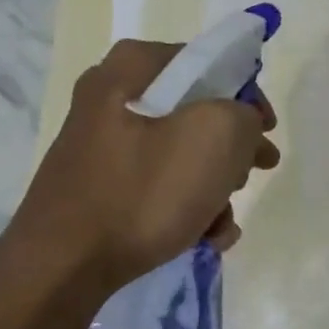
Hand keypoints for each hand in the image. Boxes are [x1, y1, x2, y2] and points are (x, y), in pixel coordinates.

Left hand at [6, 40, 280, 291]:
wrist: (62, 267)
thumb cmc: (142, 193)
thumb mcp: (214, 138)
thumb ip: (243, 115)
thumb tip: (240, 125)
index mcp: (131, 69)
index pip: (207, 61)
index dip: (246, 94)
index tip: (265, 131)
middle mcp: (110, 97)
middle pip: (194, 112)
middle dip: (231, 149)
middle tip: (252, 173)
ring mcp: (101, 145)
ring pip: (179, 154)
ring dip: (213, 188)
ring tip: (222, 224)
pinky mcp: (99, 187)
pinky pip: (156, 185)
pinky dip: (185, 207)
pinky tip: (203, 239)